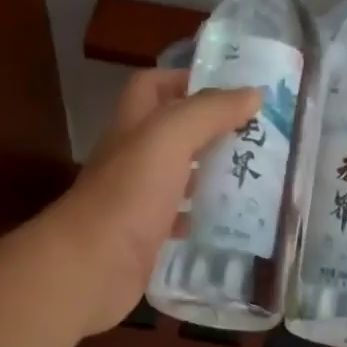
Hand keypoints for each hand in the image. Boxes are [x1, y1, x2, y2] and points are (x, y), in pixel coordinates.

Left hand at [43, 68, 261, 334]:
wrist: (91, 267)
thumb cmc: (129, 194)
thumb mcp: (169, 138)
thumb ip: (209, 112)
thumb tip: (253, 93)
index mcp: (133, 126)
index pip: (152, 86)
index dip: (184, 79)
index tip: (229, 90)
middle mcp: (132, 158)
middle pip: (171, 133)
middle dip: (210, 130)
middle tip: (256, 136)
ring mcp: (136, 199)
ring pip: (177, 176)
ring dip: (210, 174)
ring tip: (254, 174)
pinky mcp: (145, 237)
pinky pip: (179, 219)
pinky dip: (203, 218)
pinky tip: (231, 221)